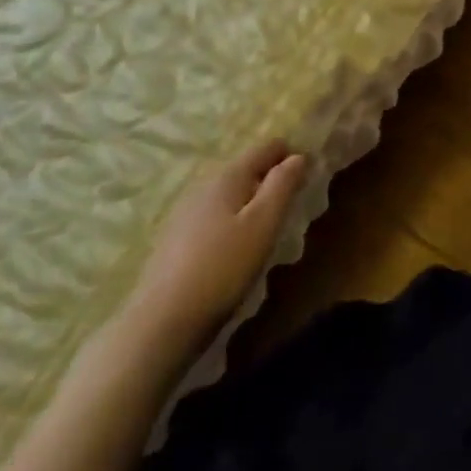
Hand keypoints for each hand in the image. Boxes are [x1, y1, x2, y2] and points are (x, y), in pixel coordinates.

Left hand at [123, 141, 310, 354]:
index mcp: (227, 176)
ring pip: (229, 194)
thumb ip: (283, 185)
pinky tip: (236, 247)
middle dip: (270, 179)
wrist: (161, 321)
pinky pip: (214, 215)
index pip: (266, 148)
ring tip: (268, 226)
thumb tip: (298, 155)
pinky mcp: (175, 239)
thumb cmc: (223, 267)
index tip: (309, 174)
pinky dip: (232, 220)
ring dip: (251, 201)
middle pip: (246, 169)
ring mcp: (185, 213)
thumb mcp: (264, 223)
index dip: (291, 155)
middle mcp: (204, 185)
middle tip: (292, 203)